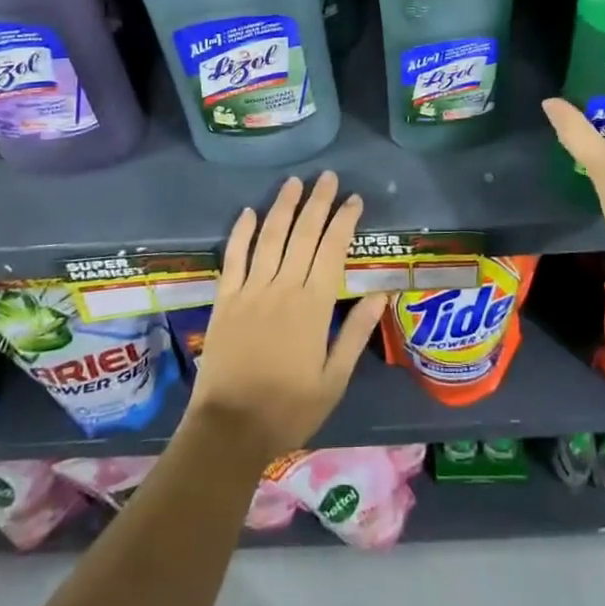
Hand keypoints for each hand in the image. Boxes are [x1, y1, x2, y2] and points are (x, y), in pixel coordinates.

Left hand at [185, 172, 388, 467]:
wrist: (229, 429)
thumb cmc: (288, 408)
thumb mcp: (333, 380)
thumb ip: (355, 334)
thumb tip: (380, 294)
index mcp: (313, 306)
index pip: (333, 250)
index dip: (344, 221)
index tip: (354, 199)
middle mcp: (283, 288)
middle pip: (303, 234)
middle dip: (318, 202)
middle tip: (328, 177)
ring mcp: (250, 290)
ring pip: (270, 237)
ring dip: (283, 207)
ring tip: (294, 182)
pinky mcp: (225, 299)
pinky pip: (233, 258)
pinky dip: (241, 233)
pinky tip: (249, 211)